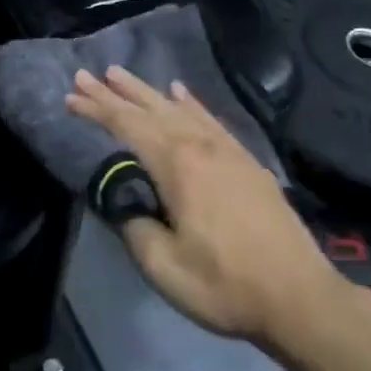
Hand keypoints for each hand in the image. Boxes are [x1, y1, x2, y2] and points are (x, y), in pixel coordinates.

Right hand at [66, 67, 356, 346]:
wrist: (299, 296)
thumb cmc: (225, 284)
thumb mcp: (164, 267)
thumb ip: (135, 227)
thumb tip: (123, 202)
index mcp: (177, 165)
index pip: (127, 126)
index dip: (97, 110)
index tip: (71, 96)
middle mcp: (200, 145)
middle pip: (150, 109)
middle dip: (115, 92)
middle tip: (87, 74)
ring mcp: (227, 150)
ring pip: (178, 108)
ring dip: (147, 91)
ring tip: (121, 74)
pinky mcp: (246, 161)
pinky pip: (209, 119)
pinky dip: (190, 103)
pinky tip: (180, 92)